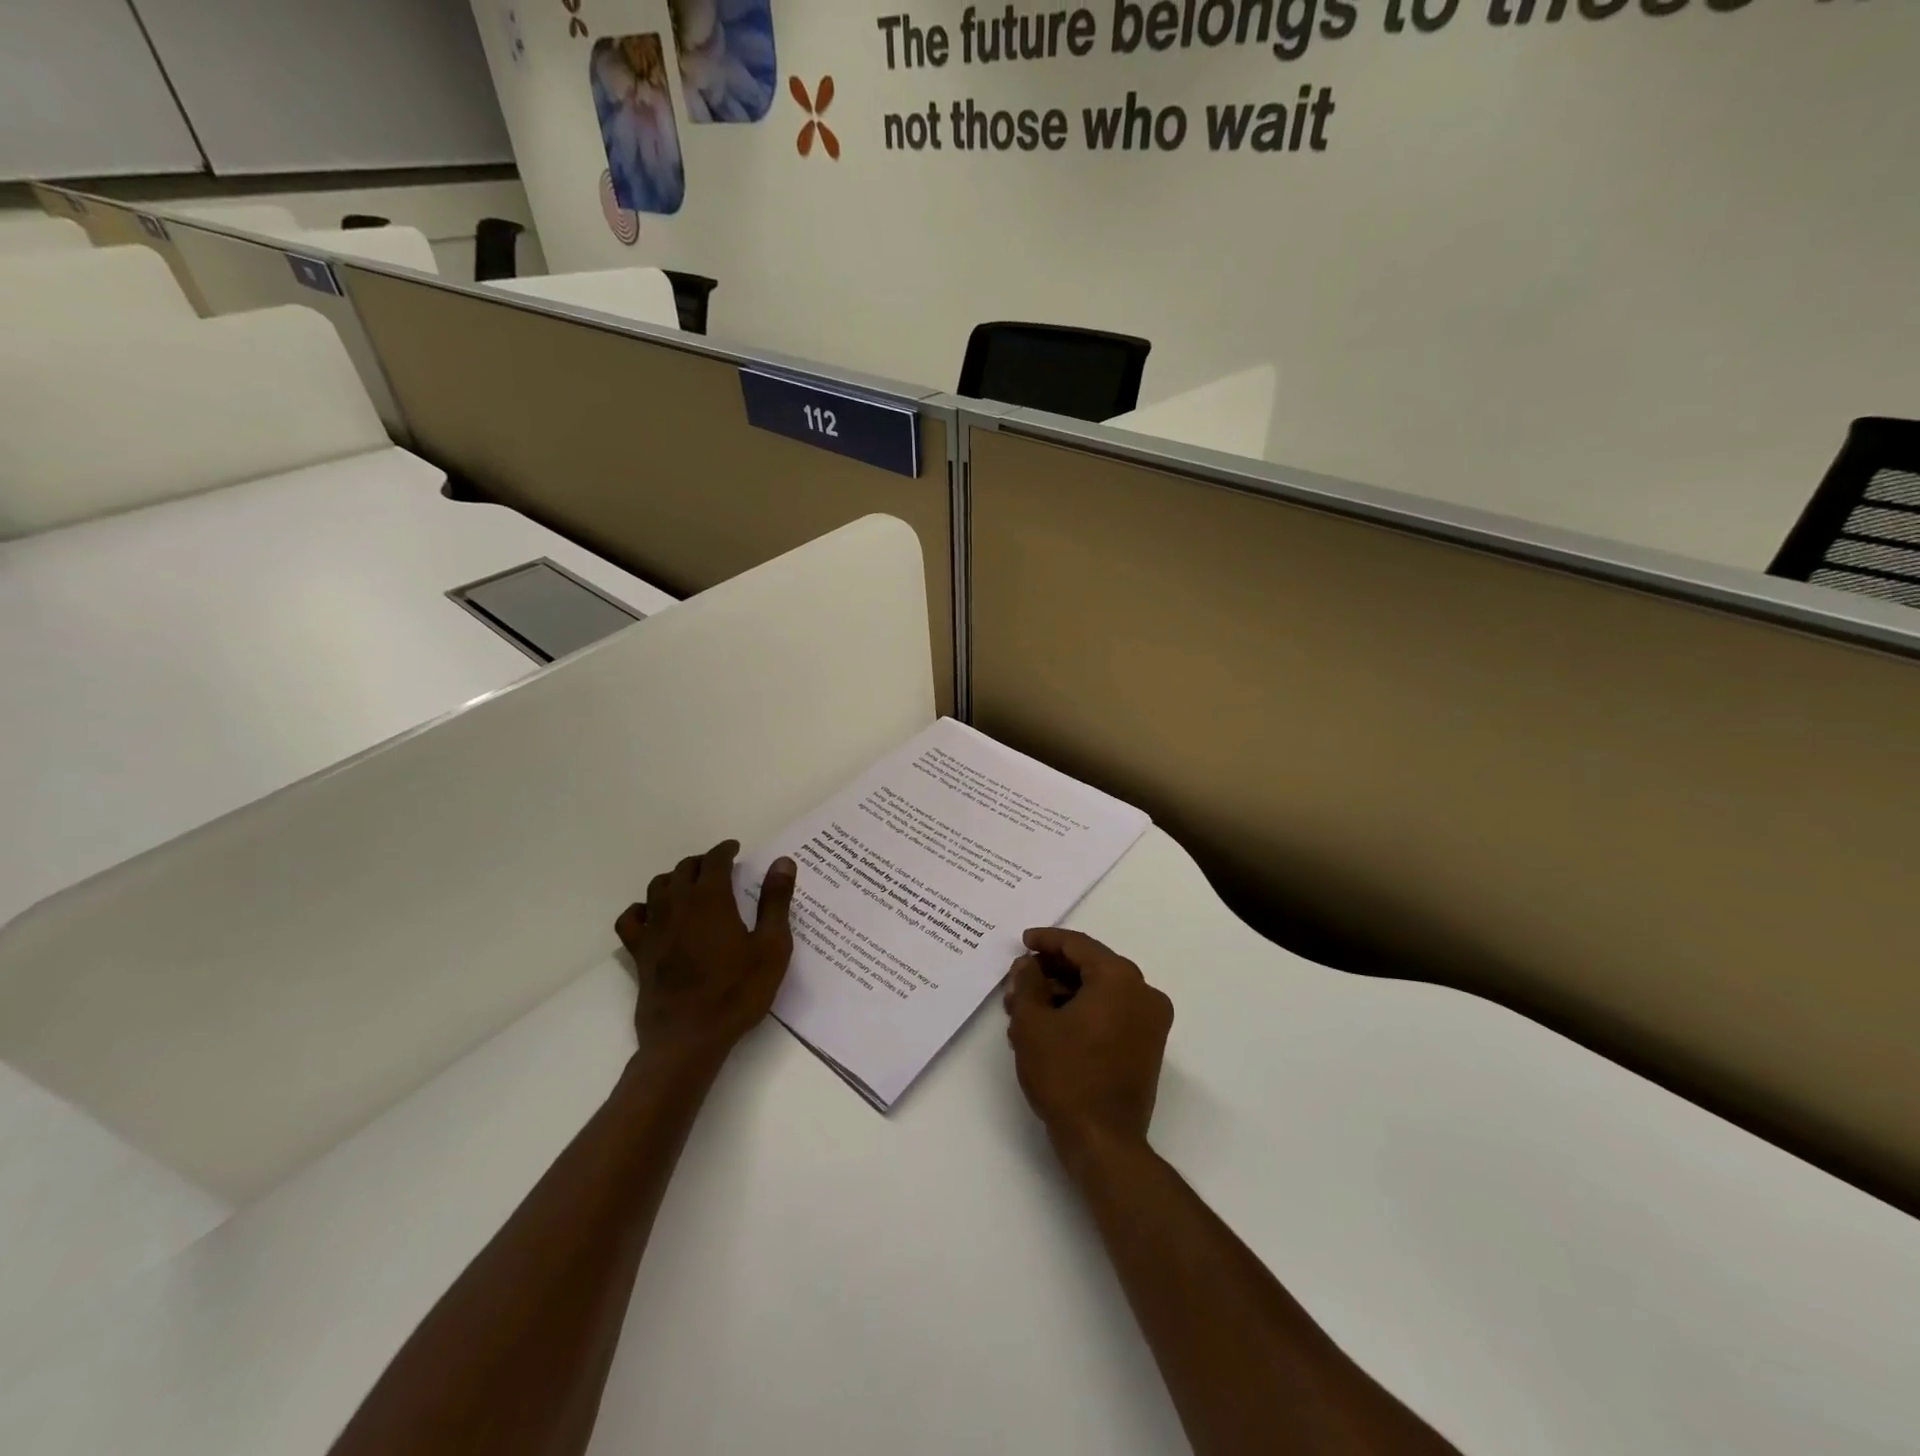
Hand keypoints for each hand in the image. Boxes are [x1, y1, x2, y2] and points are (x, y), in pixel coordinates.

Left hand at [616, 840, 796, 1072]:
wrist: (689, 1038)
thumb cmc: (737, 992)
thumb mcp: (771, 947)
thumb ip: (776, 901)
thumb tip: (782, 862)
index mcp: (711, 899)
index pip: (714, 860)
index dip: (725, 850)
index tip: (735, 849)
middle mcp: (677, 905)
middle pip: (684, 869)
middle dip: (702, 862)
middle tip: (719, 868)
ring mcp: (654, 929)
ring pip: (657, 887)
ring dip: (675, 879)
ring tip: (690, 885)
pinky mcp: (639, 952)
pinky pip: (631, 918)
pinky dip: (642, 908)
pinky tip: (654, 915)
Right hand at [1003, 928, 1174, 1159]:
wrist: (1103, 1141)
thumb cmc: (1066, 1074)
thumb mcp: (1032, 1023)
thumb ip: (1027, 983)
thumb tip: (1028, 965)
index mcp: (1120, 978)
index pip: (1079, 945)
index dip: (1046, 940)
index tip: (1022, 941)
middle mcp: (1143, 993)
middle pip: (1090, 967)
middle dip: (1050, 971)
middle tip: (1018, 979)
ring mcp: (1150, 1022)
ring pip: (1099, 992)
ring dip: (1062, 994)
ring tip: (1023, 1008)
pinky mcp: (1147, 1046)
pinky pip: (1110, 1013)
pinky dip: (1080, 1012)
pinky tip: (1047, 1026)